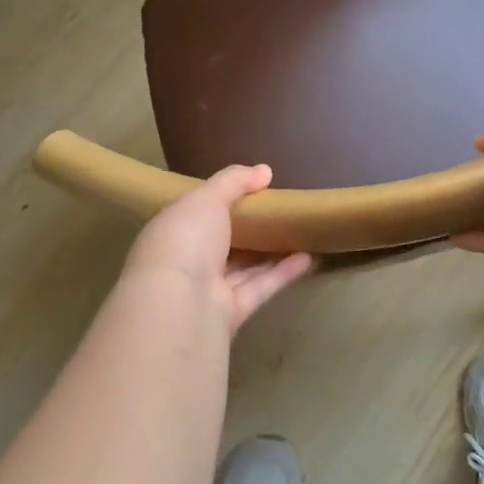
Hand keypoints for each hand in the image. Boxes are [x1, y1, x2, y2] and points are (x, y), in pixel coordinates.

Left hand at [122, 164, 314, 332]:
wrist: (180, 304)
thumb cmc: (186, 239)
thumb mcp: (207, 197)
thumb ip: (235, 181)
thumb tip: (264, 170)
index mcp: (172, 230)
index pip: (196, 213)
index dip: (221, 200)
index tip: (252, 189)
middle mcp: (187, 261)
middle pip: (223, 242)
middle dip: (250, 227)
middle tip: (281, 209)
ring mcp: (208, 290)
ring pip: (244, 267)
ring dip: (272, 250)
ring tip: (302, 231)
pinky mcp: (232, 312)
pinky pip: (260, 287)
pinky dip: (284, 272)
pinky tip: (310, 257)